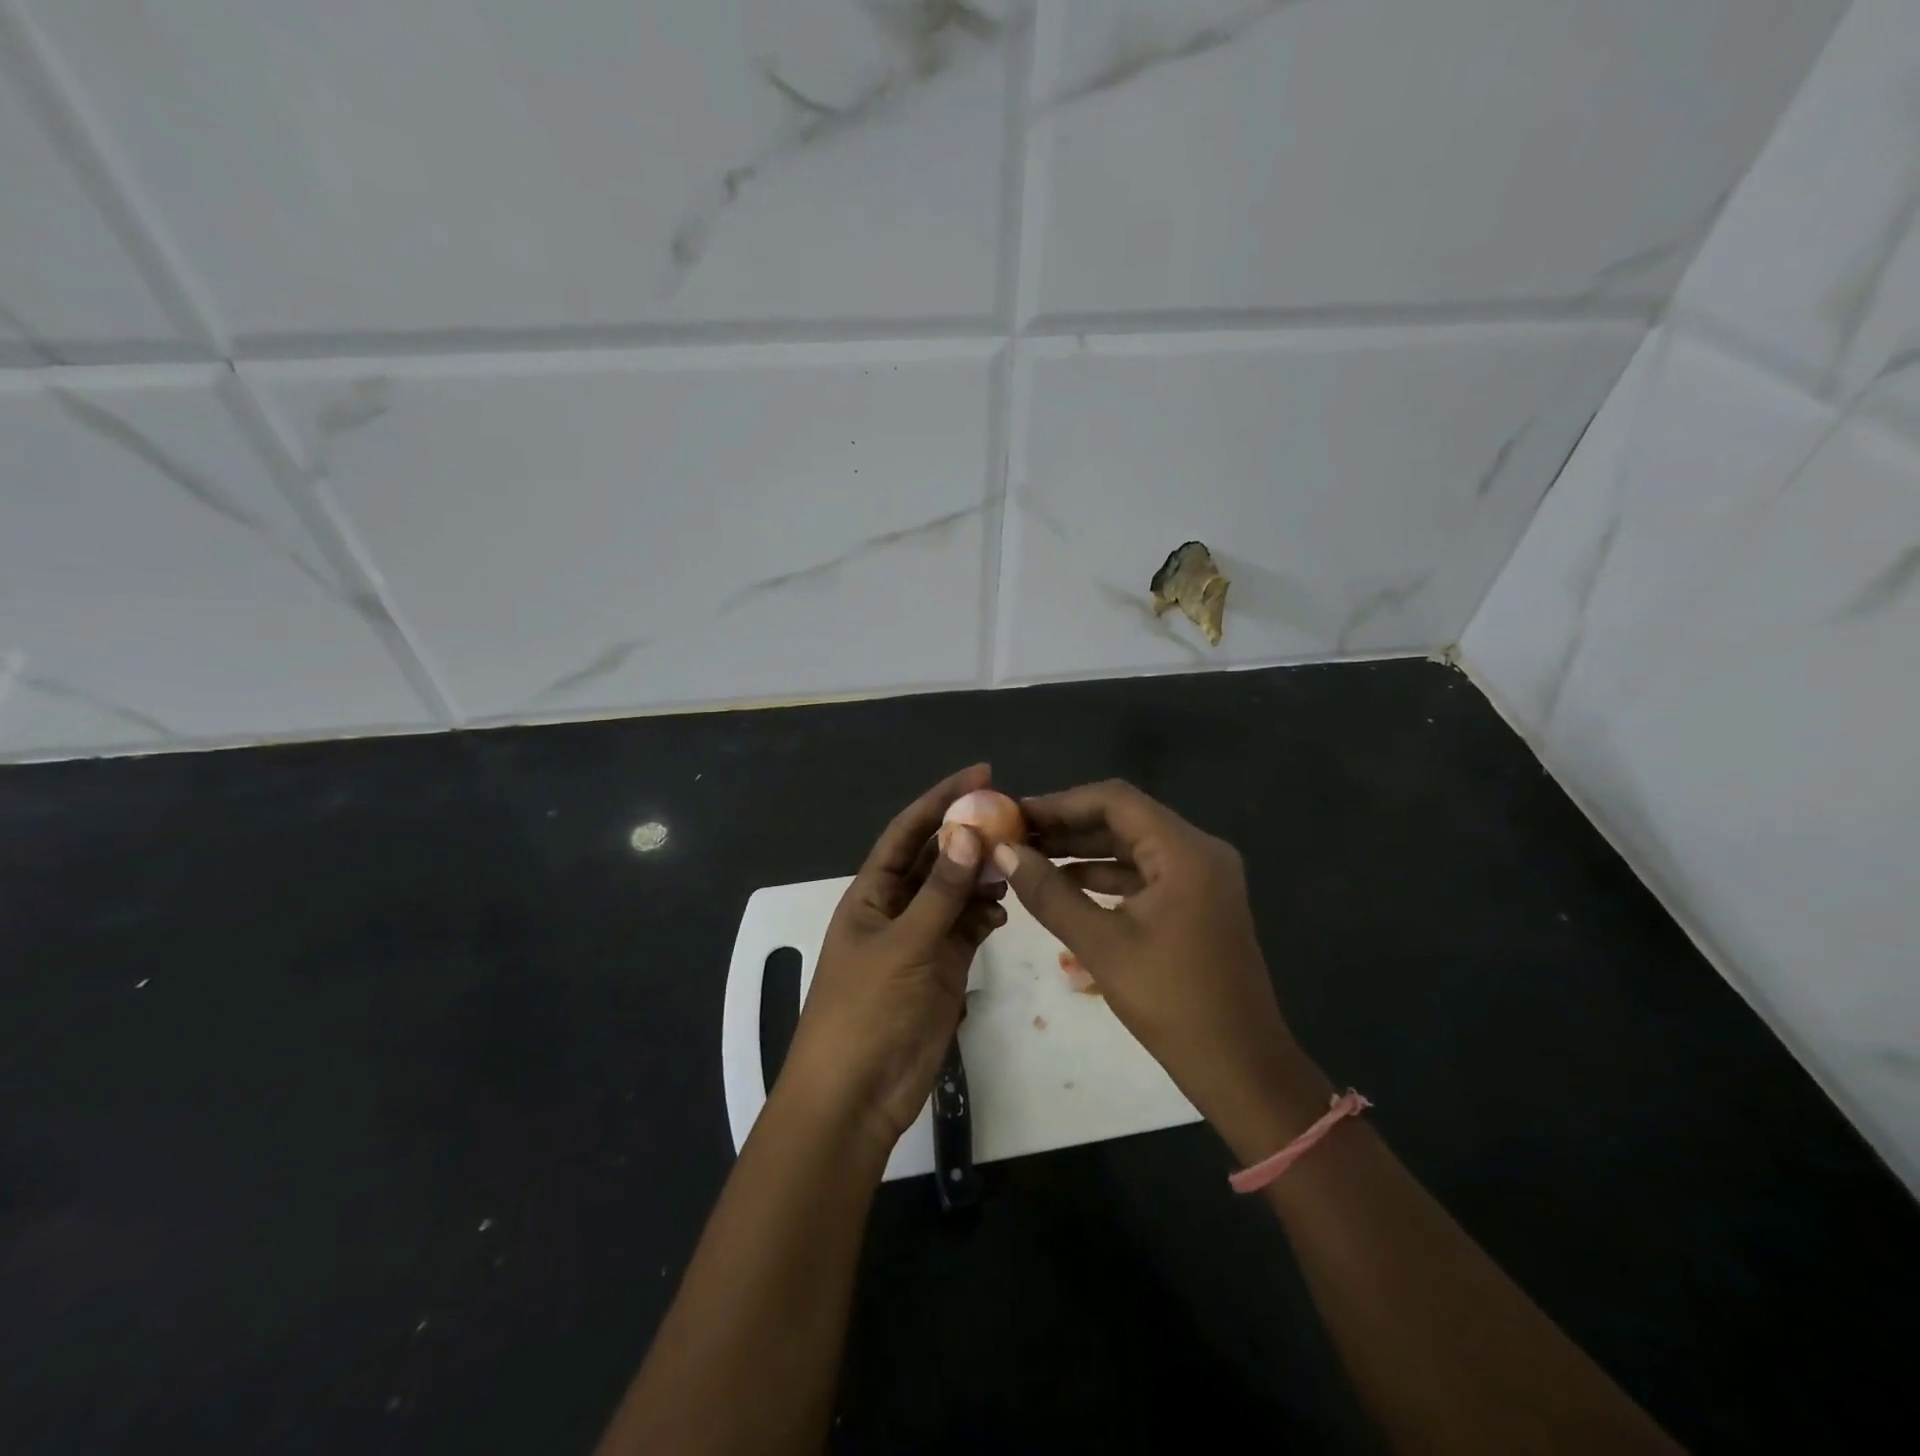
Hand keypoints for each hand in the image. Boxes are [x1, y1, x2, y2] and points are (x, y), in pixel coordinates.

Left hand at [779, 764, 1007, 1156]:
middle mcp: (897, 907)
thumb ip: (940, 892)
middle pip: (936, 857)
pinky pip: (968, 927)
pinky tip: (1002, 911)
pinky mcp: (943, 967)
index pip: (908, 831)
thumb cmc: (866, 1011)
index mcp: (872, 893)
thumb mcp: (904, 945)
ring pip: (957, 892)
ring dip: (982, 875)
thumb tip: (967, 832)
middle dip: (969, 834)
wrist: (857, 1094)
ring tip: (1015, 863)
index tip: (982, 774)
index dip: (941, 799)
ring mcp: (921, 938)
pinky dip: (986, 914)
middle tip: (1013, 816)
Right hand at [993, 780, 1328, 1161]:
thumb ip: (1050, 893)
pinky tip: (1065, 884)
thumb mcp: (1101, 945)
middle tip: (1015, 836)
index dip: (1061, 803)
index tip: (1015, 815)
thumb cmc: (1171, 1002)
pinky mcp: (1197, 900)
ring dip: (1084, 850)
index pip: (1115, 800)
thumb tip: (1004, 852)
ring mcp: (1201, 876)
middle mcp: (1198, 851)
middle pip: (1124, 819)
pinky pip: (1145, 872)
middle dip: (1069, 826)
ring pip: (1133, 845)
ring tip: (1030, 857)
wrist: (1240, 1066)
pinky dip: (1106, 874)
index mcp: (1185, 851)